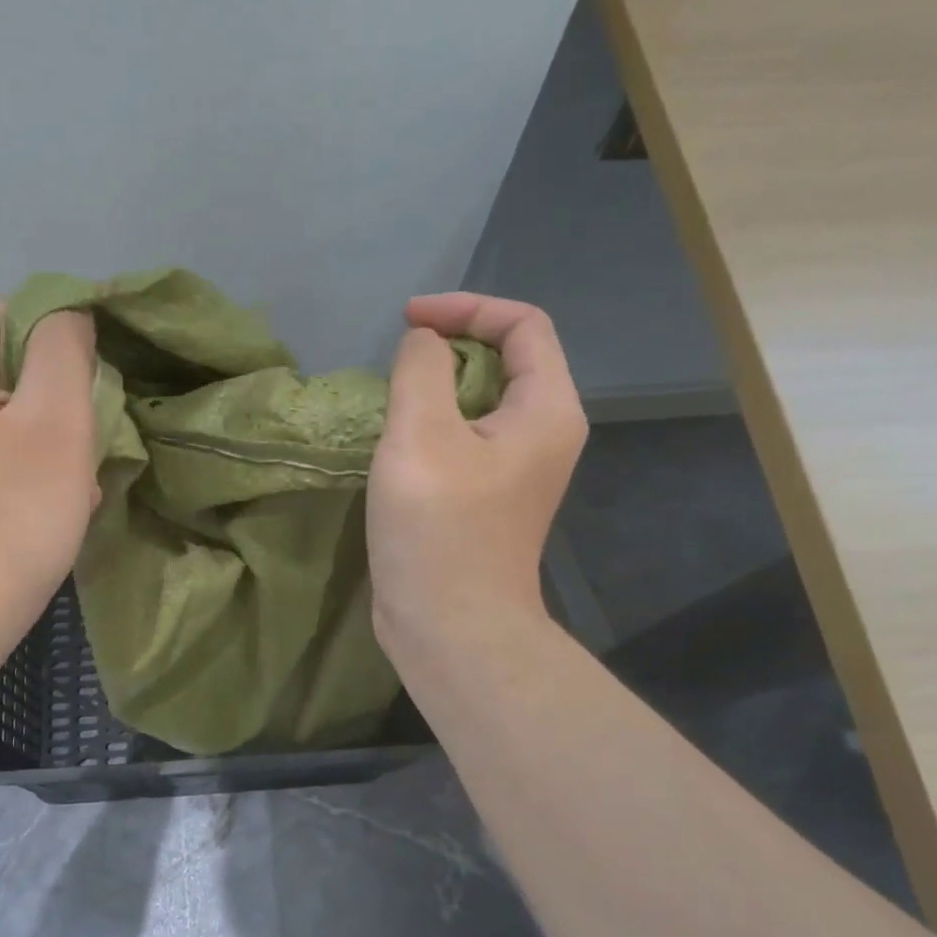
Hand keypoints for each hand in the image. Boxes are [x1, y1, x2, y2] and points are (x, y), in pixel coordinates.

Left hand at [0, 299, 96, 666]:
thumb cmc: (6, 522)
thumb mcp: (58, 422)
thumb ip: (67, 346)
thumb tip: (69, 314)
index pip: (22, 318)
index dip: (66, 368)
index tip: (80, 428)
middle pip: (4, 363)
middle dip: (50, 410)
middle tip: (72, 469)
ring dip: (35, 444)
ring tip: (56, 496)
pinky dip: (3, 466)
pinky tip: (21, 508)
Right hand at [368, 292, 586, 669]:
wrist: (450, 628)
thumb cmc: (439, 530)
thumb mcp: (421, 436)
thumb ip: (421, 370)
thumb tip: (423, 345)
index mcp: (546, 411)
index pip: (523, 325)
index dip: (466, 308)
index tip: (408, 322)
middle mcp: (542, 435)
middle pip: (505, 360)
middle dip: (449, 347)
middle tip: (397, 363)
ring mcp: (515, 471)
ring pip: (479, 403)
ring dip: (435, 389)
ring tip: (390, 402)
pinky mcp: (485, 499)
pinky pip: (463, 440)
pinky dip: (431, 427)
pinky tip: (394, 444)